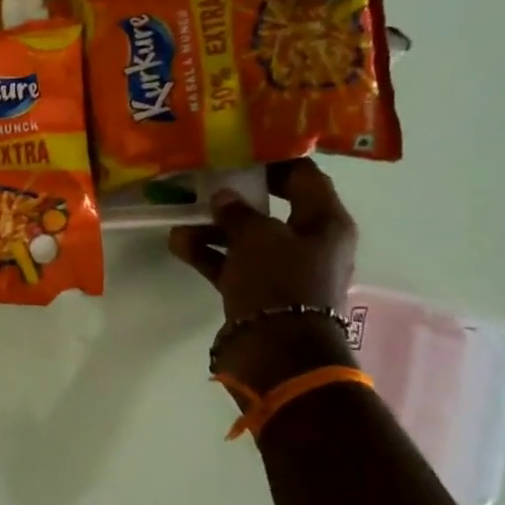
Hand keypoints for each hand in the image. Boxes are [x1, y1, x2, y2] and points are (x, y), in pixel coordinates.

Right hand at [168, 159, 356, 391]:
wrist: (277, 351)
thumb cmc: (279, 282)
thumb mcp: (256, 237)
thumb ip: (237, 212)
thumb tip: (224, 197)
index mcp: (326, 223)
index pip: (305, 178)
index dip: (274, 162)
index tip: (240, 152)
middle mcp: (310, 243)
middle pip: (272, 210)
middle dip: (235, 199)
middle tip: (204, 183)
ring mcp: (284, 271)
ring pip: (247, 239)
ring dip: (214, 229)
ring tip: (180, 220)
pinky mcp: (260, 293)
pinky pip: (233, 265)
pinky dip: (209, 255)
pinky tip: (178, 245)